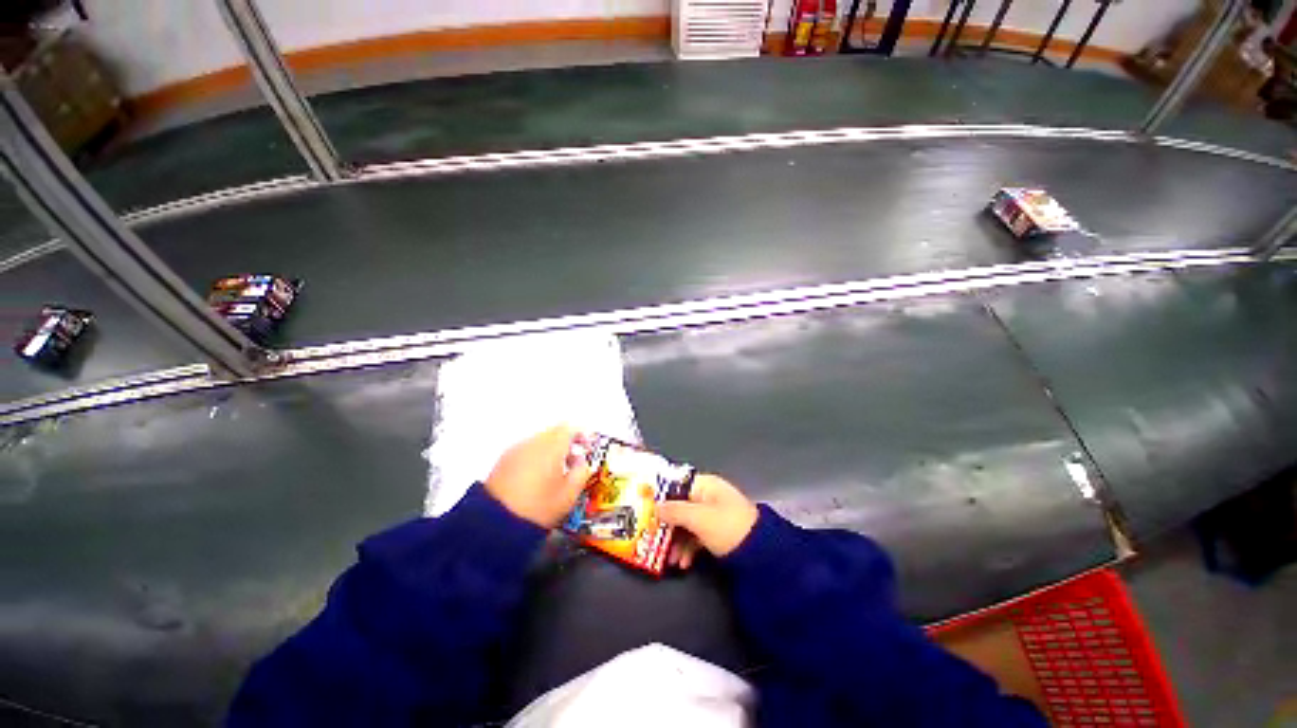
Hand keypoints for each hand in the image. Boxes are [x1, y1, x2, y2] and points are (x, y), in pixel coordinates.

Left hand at [485, 425, 591, 528]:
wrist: (496, 524)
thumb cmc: (539, 507)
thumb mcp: (569, 494)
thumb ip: (581, 472)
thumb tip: (581, 461)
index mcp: (552, 446)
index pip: (570, 428)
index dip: (581, 435)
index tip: (586, 448)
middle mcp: (533, 442)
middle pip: (554, 432)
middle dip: (565, 443)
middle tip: (572, 462)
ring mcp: (516, 450)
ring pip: (539, 441)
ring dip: (550, 451)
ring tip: (553, 473)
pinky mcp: (503, 460)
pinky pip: (526, 451)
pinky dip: (535, 458)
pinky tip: (536, 478)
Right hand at [658, 474, 758, 558]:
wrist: (761, 555)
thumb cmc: (727, 527)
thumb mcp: (698, 518)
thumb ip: (674, 511)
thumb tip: (655, 507)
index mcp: (706, 485)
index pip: (678, 485)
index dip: (662, 496)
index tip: (646, 508)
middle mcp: (709, 497)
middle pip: (680, 507)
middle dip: (668, 525)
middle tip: (653, 538)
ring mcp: (714, 515)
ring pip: (687, 524)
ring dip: (676, 541)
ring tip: (669, 559)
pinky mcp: (719, 533)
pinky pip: (697, 537)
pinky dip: (689, 549)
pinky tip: (684, 563)